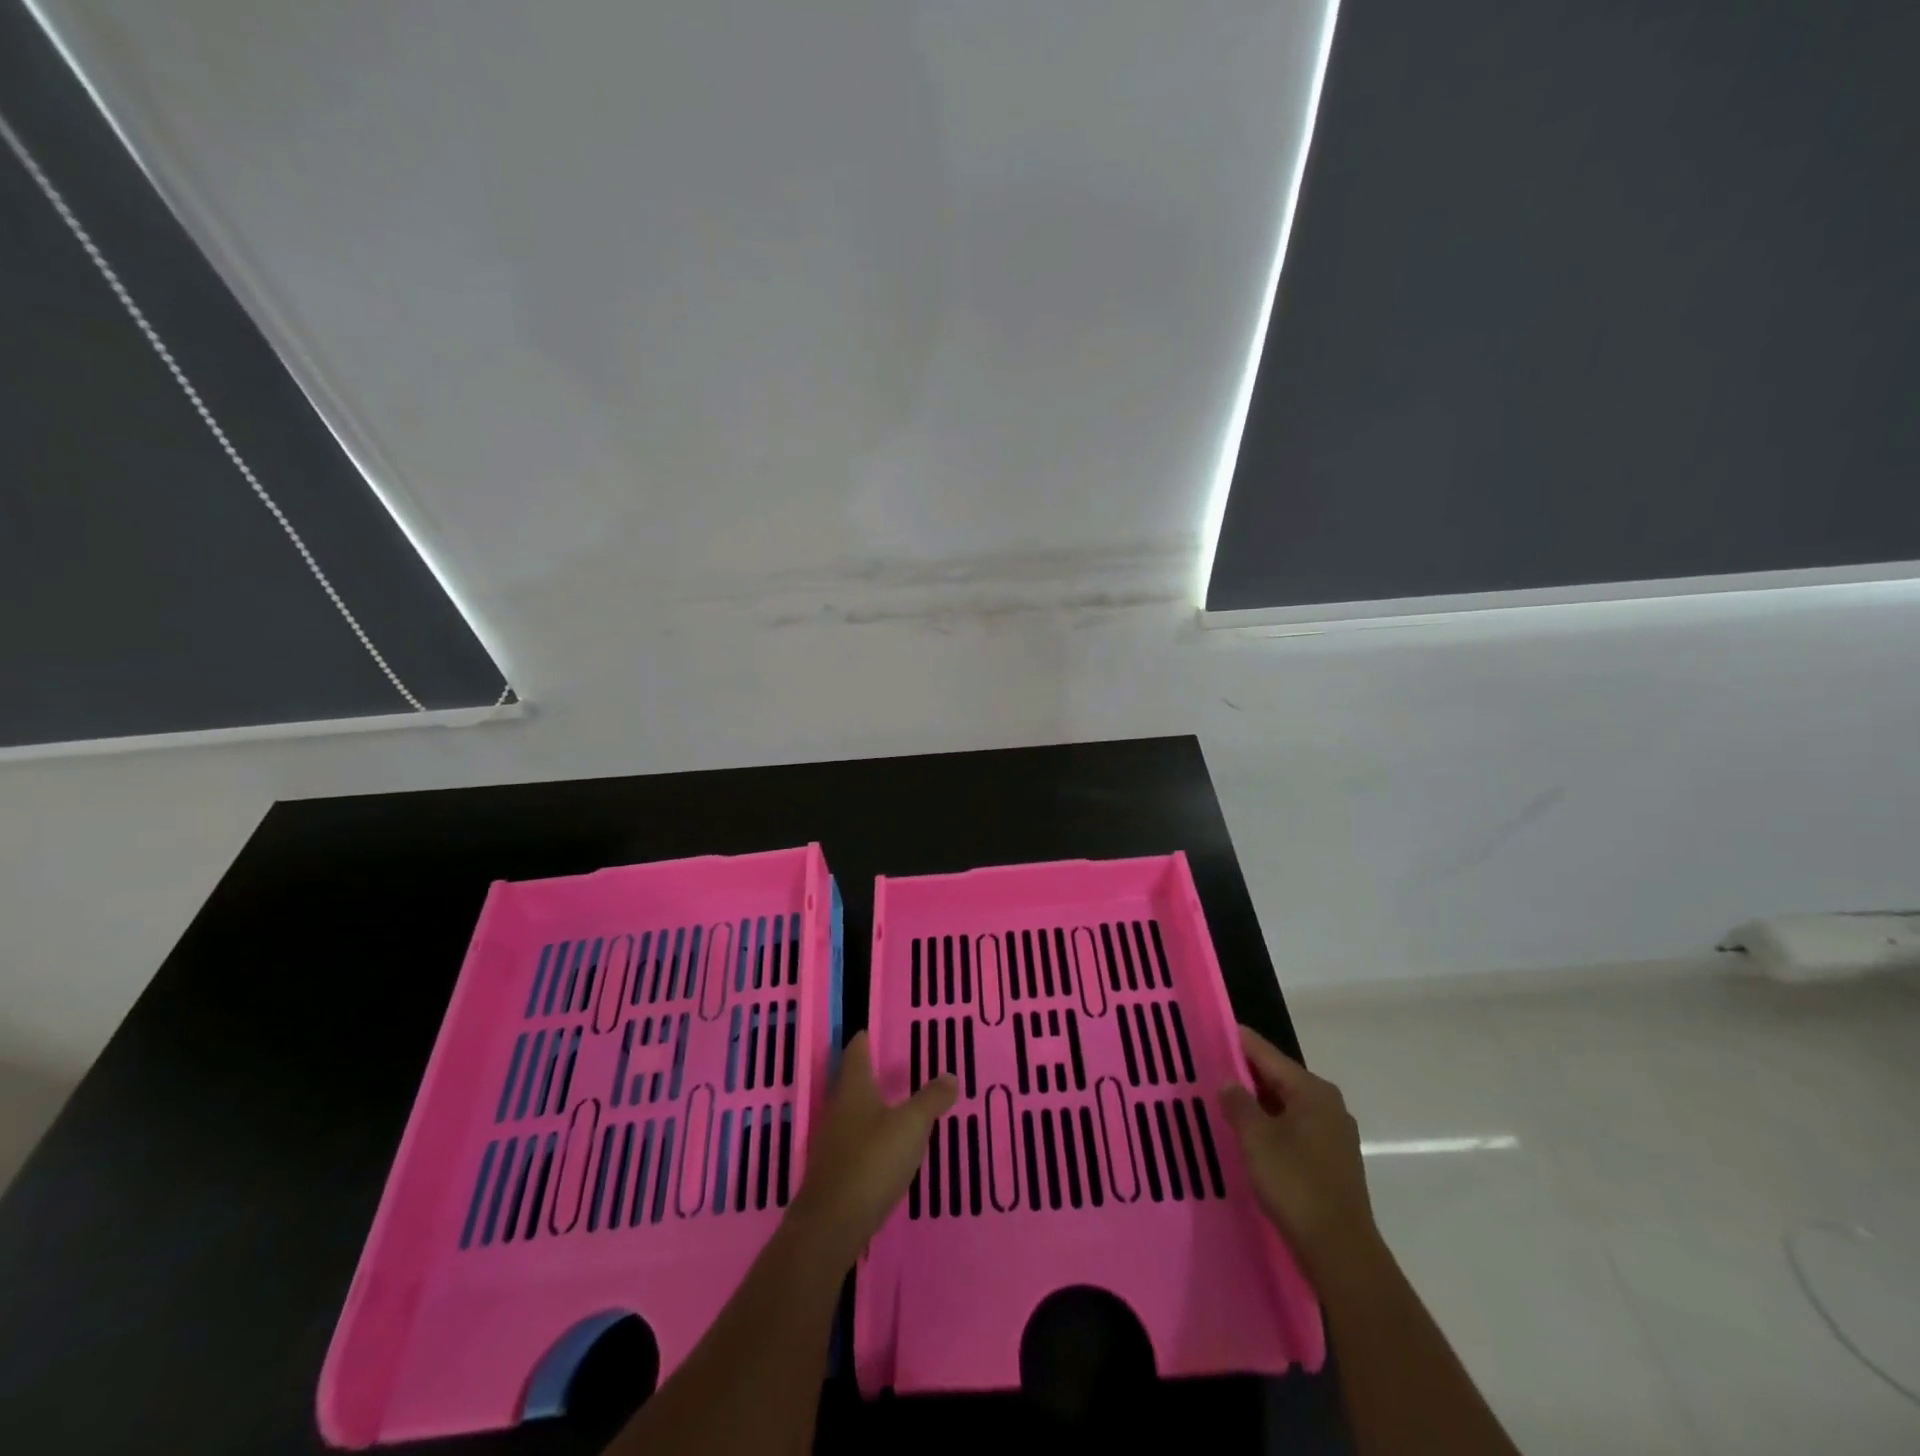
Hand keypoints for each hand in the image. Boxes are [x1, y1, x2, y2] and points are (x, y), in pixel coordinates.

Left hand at [788, 1031, 954, 1266]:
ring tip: (897, 1103)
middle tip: (895, 1063)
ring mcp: (833, 1143)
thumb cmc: (872, 1162)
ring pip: (854, 1113)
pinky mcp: (835, 1173)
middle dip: (871, 1073)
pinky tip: (887, 1147)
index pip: (856, 1053)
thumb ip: (931, 1100)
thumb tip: (950, 1075)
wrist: (831, 1226)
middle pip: (853, 1083)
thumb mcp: (911, 1126)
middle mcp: (839, 1110)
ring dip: (872, 1106)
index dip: (863, 1040)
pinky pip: (856, 1142)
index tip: (871, 1029)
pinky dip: (871, 1137)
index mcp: (854, 1089)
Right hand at [1219, 1025, 1378, 1279]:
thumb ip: (1238, 1103)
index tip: (1211, 1032)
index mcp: (1312, 1091)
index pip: (1267, 1053)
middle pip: (1279, 1077)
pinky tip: (1249, 1136)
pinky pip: (1294, 1129)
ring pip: (1286, 1105)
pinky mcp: (1332, 1162)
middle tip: (1209, 1069)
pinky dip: (1271, 1126)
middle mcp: (1328, 1105)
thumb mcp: (1256, 1138)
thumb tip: (1229, 1082)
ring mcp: (1334, 1135)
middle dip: (1245, 1074)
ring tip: (1223, 1101)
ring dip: (1257, 1103)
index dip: (1238, 1042)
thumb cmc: (1295, 1184)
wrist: (1340, 1252)